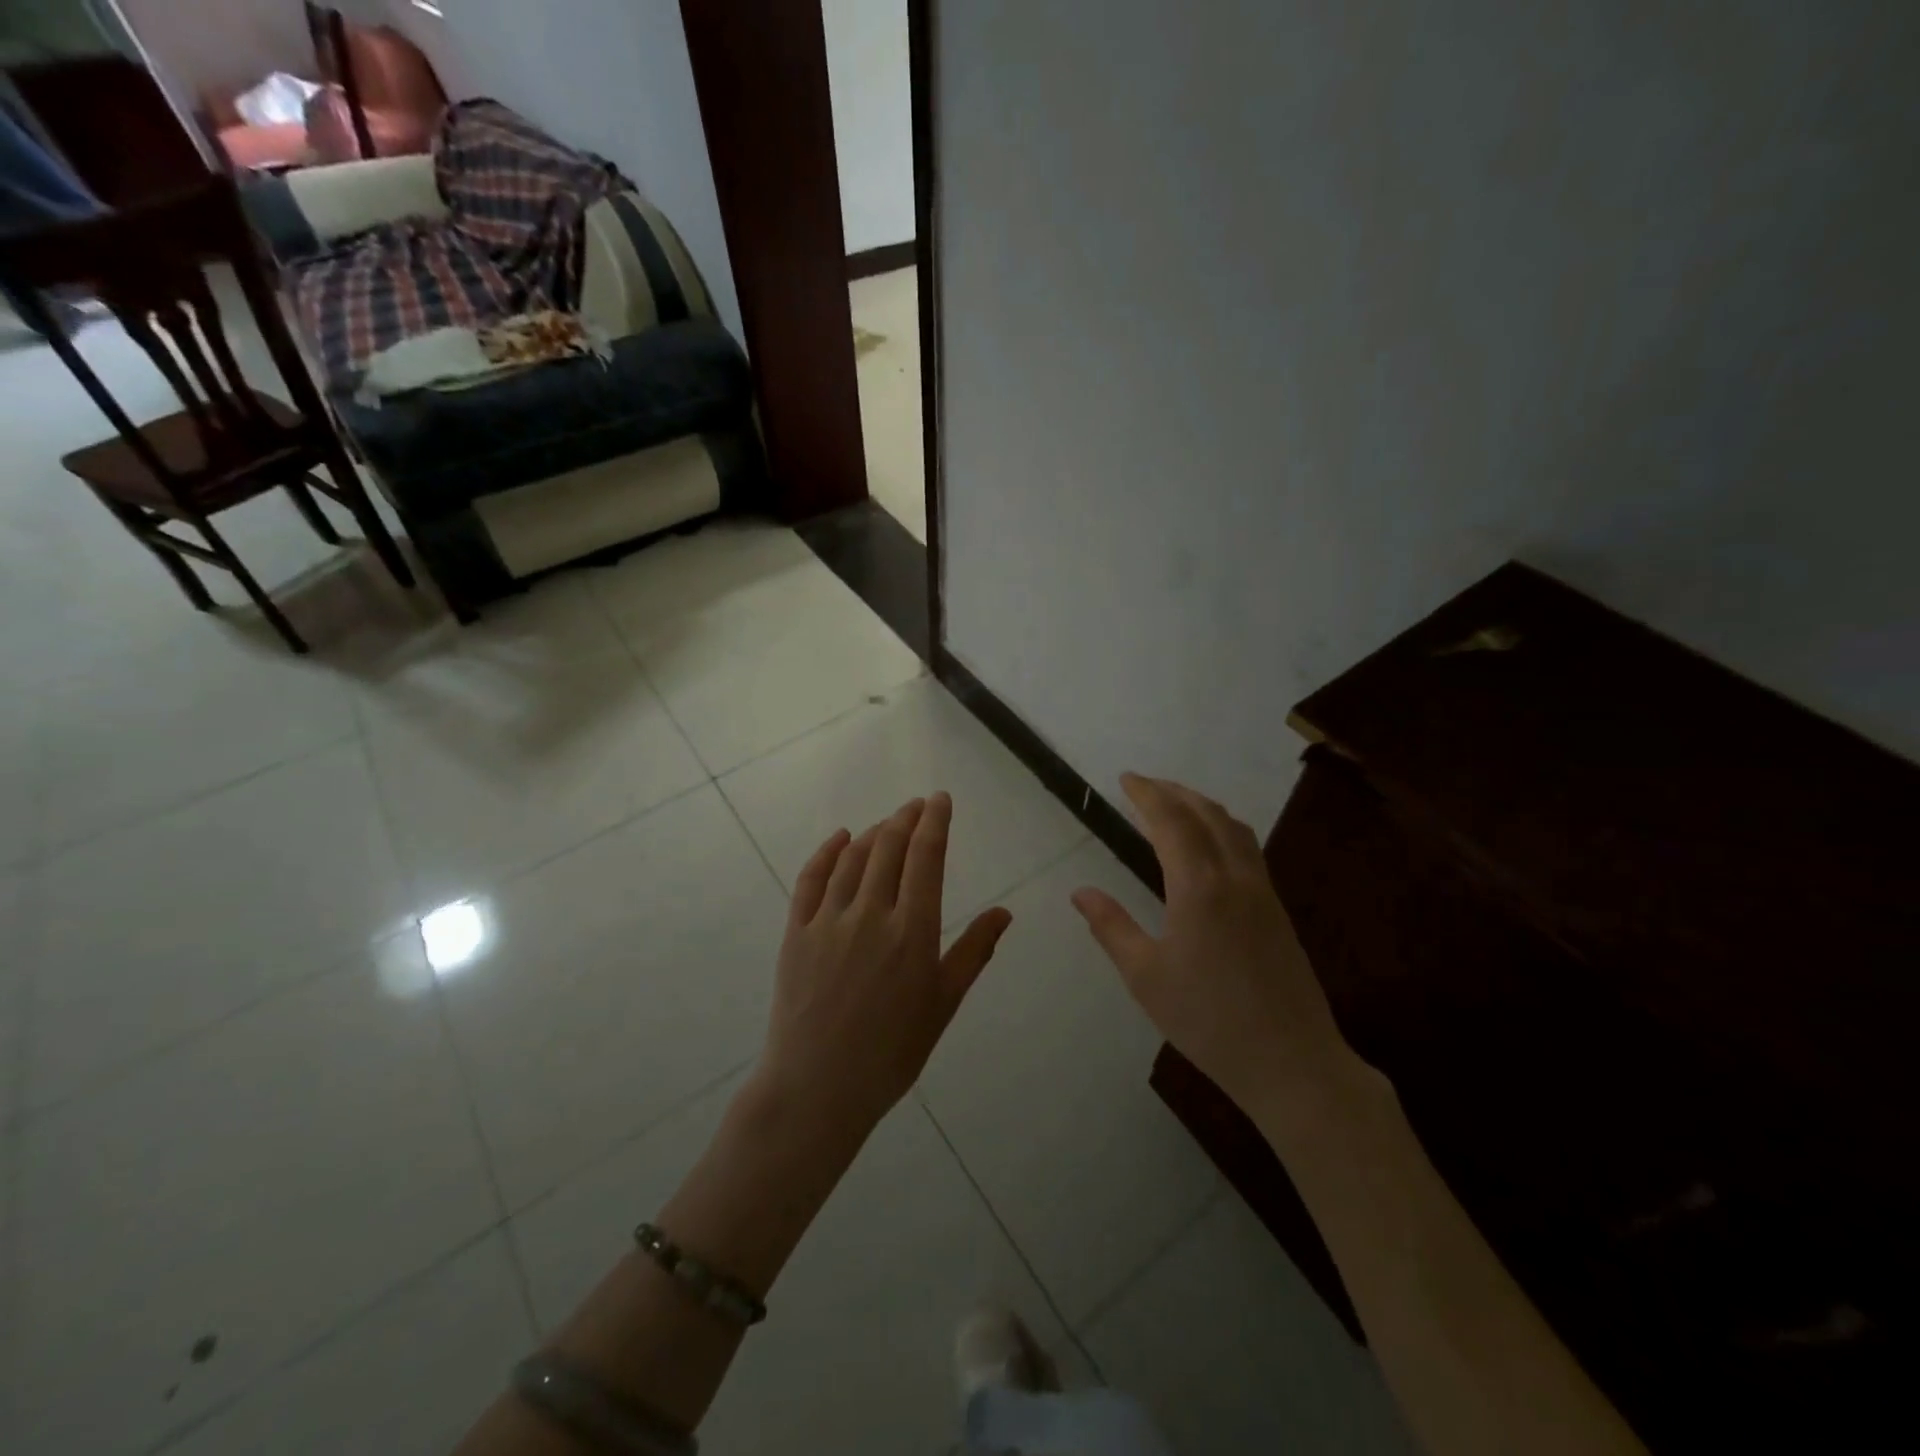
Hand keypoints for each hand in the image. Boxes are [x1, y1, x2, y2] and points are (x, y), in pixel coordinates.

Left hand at [758, 792, 1012, 1138]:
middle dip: (906, 818)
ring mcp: (828, 921)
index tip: (940, 799)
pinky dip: (827, 851)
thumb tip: (1004, 913)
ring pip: (853, 857)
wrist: (817, 1088)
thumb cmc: (891, 1052)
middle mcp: (871, 914)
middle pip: (889, 848)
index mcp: (912, 932)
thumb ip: (973, 952)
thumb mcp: (943, 1004)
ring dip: (874, 832)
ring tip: (888, 823)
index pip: (926, 858)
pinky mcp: (796, 931)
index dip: (935, 822)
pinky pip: (811, 878)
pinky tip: (840, 837)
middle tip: (917, 806)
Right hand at [1071, 773, 1361, 1122]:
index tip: (1126, 779)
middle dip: (1174, 792)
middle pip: (1206, 814)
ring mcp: (1262, 892)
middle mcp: (1234, 877)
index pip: (1171, 821)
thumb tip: (1081, 892)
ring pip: (1233, 828)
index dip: (1147, 794)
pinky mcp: (1278, 910)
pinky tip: (1211, 845)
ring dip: (1202, 805)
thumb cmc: (1208, 1020)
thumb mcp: (1146, 977)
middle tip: (1144, 785)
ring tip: (1175, 803)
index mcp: (1199, 888)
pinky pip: (1248, 848)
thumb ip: (1111, 928)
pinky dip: (1223, 827)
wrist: (1291, 1061)